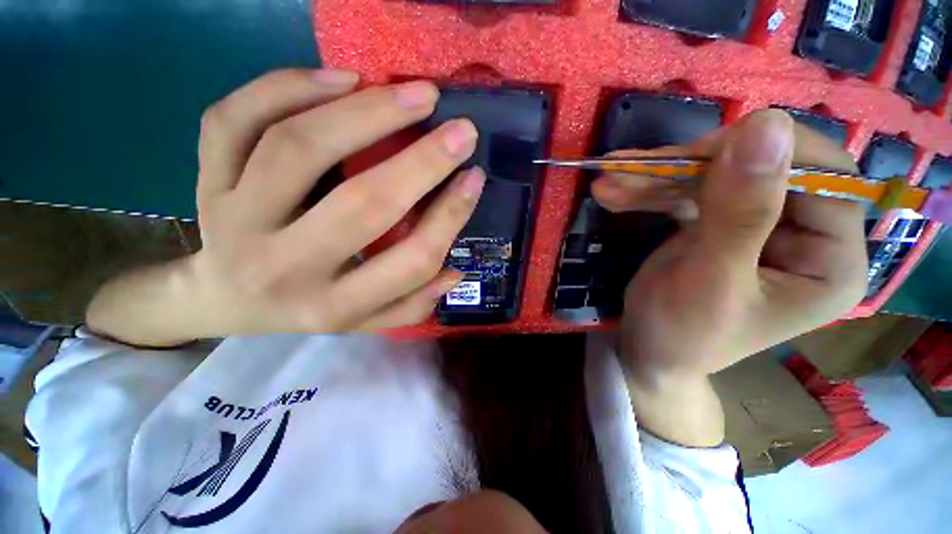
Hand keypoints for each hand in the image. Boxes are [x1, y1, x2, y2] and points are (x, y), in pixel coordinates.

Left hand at [87, 69, 484, 344]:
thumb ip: (412, 305)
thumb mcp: (364, 322)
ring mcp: (236, 220)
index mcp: (335, 307)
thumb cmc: (307, 309)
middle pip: (363, 202)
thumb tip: (456, 273)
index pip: (411, 260)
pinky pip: (234, 120)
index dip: (451, 215)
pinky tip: (341, 78)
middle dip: (424, 160)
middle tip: (461, 129)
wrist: (222, 300)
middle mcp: (286, 269)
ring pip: (298, 148)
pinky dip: (288, 86)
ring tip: (414, 94)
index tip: (474, 177)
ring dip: (367, 112)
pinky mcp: (207, 183)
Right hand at [592, 110, 867, 379]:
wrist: (648, 350)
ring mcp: (757, 225)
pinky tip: (614, 193)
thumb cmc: (683, 333)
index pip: (826, 179)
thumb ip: (741, 212)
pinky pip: (688, 193)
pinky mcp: (717, 224)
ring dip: (657, 179)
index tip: (698, 156)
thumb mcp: (711, 281)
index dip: (767, 155)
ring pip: (716, 176)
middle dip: (692, 166)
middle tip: (634, 170)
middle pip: (763, 168)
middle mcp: (804, 235)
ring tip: (608, 184)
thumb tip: (766, 124)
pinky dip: (649, 192)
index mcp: (830, 261)